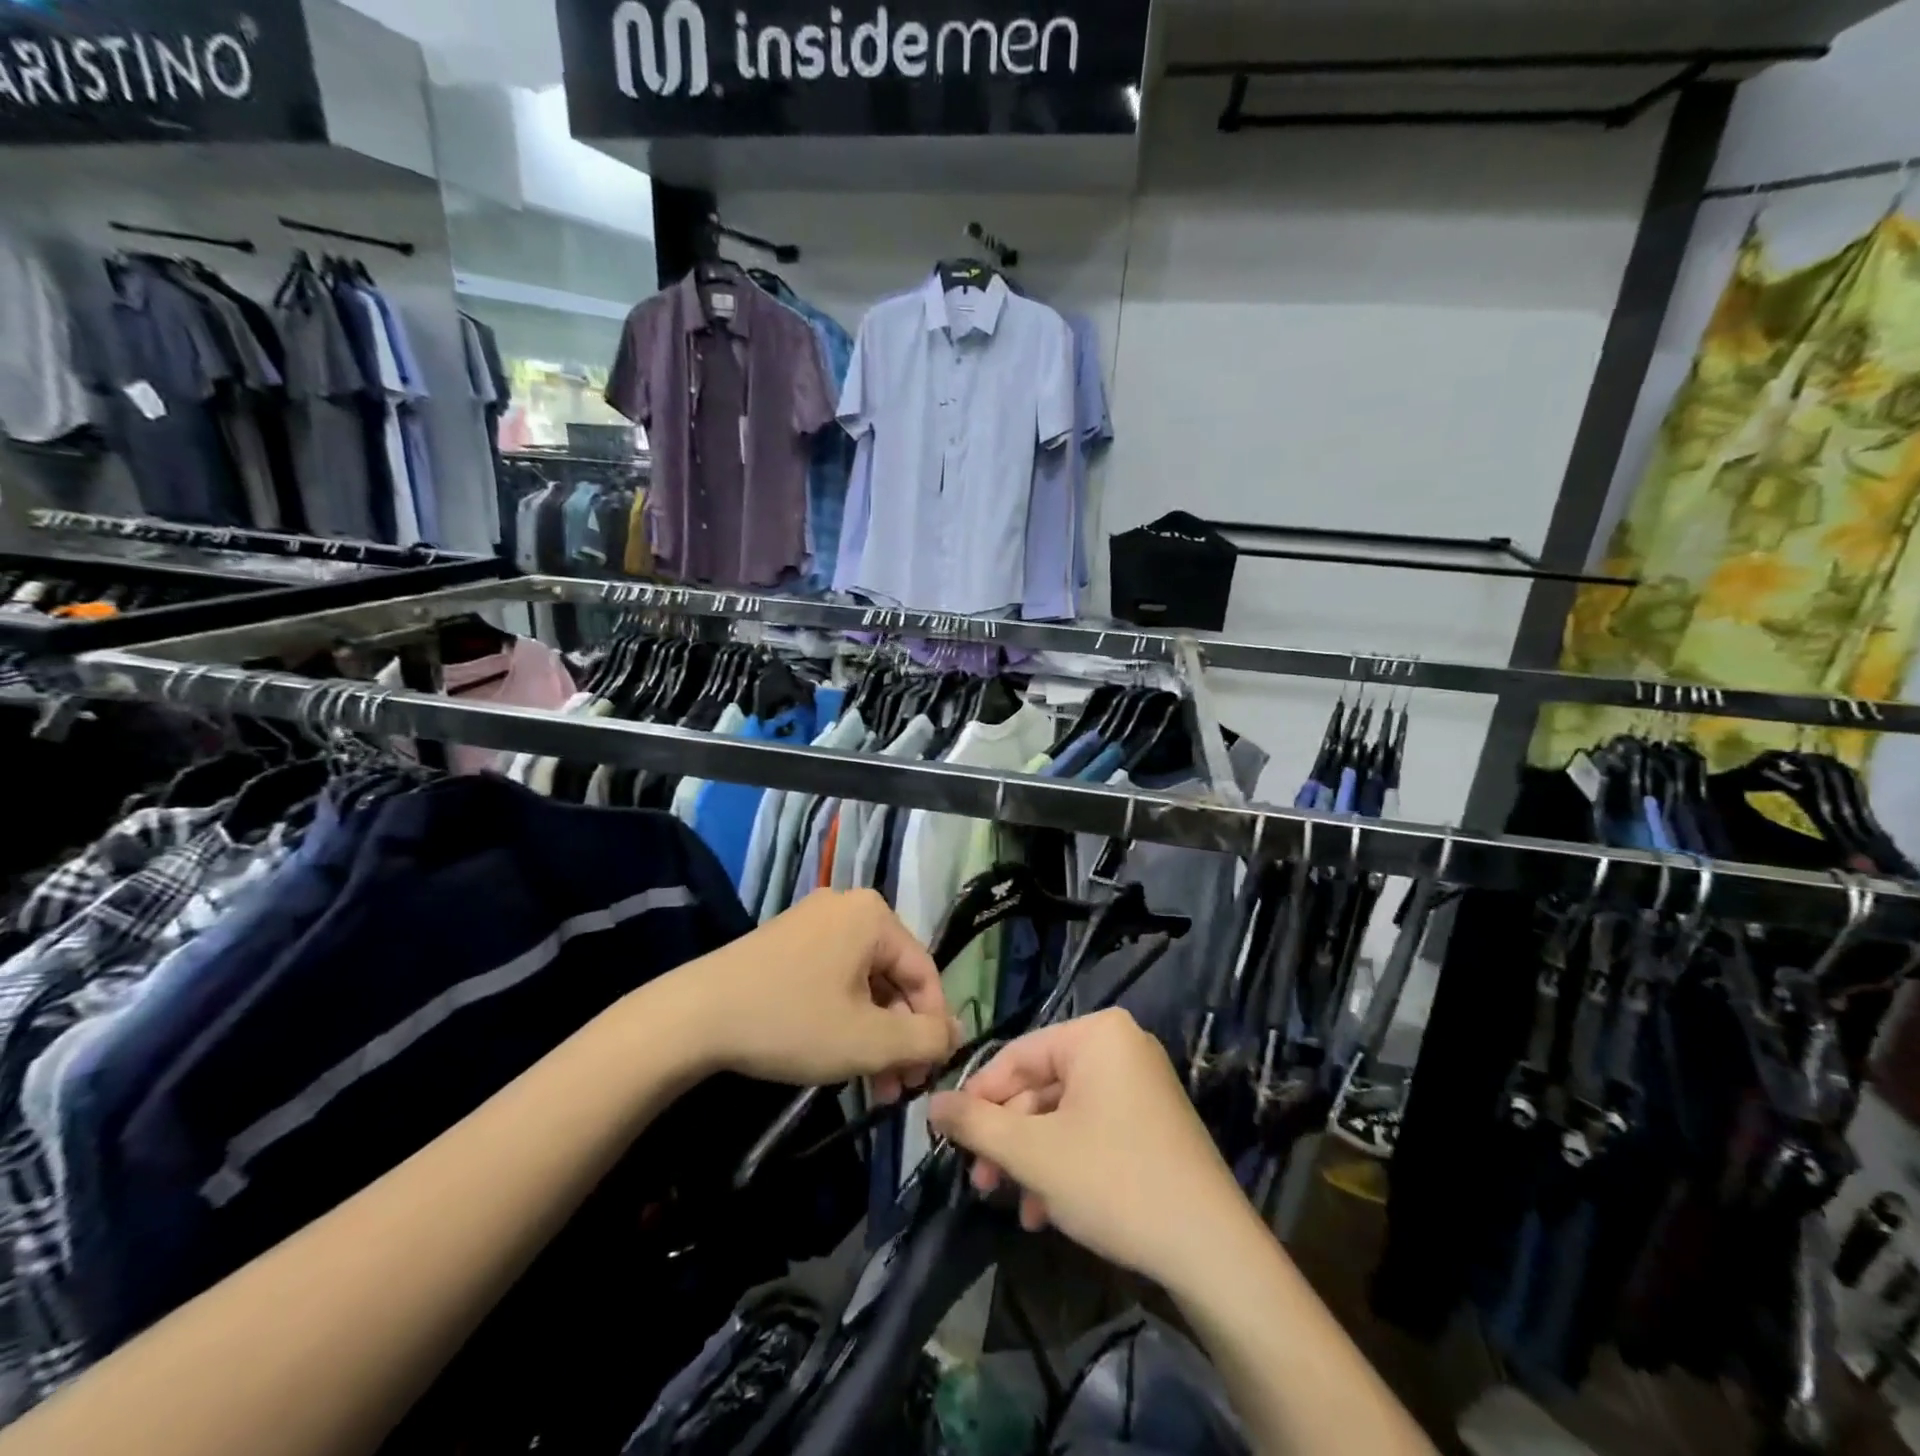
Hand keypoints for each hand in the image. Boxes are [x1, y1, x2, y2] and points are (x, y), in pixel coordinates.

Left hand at [684, 889, 957, 1100]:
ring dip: (873, 1034)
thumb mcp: (868, 1040)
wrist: (693, 1016)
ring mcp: (813, 920)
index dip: (933, 1027)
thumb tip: (956, 1034)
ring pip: (863, 982)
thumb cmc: (791, 1022)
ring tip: (872, 1085)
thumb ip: (925, 1040)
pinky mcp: (787, 940)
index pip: (925, 973)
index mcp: (874, 916)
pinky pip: (834, 976)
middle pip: (893, 977)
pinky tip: (838, 1057)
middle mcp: (848, 906)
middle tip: (899, 1088)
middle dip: (899, 1036)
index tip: (928, 1075)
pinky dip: (844, 1016)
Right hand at [928, 1009, 1254, 1289]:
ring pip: (1064, 1114)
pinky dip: (1066, 1164)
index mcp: (1096, 1034)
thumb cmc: (1114, 1182)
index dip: (978, 1097)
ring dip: (1033, 1159)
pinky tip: (1048, 1211)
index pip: (1017, 1056)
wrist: (1212, 1251)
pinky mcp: (1152, 1121)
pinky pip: (1093, 1129)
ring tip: (1016, 1205)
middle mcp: (1121, 1047)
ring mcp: (1141, 1084)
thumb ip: (975, 1123)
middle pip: (1041, 1087)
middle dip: (1008, 1139)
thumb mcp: (1033, 1153)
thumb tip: (931, 1102)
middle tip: (981, 1183)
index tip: (949, 1138)